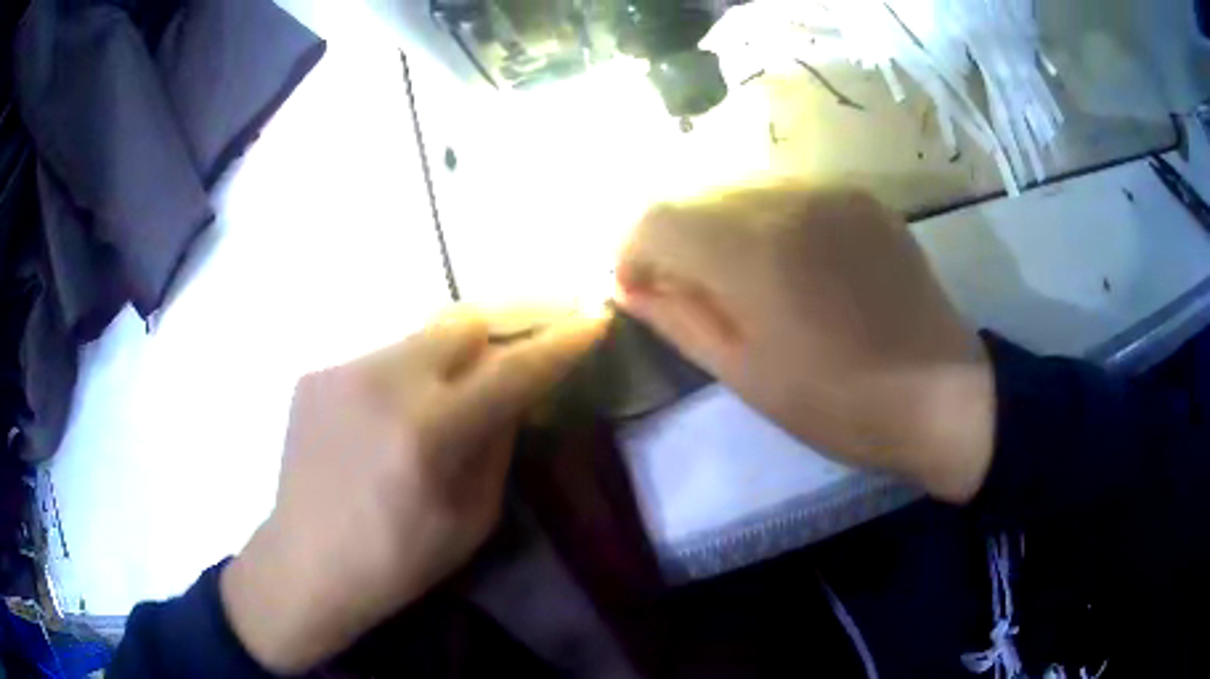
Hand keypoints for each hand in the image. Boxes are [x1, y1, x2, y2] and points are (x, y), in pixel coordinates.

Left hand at [220, 306, 606, 673]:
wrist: (306, 563)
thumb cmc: (398, 560)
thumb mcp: (472, 518)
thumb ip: (499, 444)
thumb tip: (516, 393)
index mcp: (430, 431)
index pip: (514, 369)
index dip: (561, 343)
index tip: (592, 320)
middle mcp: (384, 382)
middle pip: (464, 320)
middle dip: (501, 332)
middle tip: (511, 360)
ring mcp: (342, 371)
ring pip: (418, 338)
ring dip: (446, 361)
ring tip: (440, 403)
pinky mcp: (315, 374)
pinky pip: (378, 360)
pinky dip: (401, 380)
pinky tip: (385, 422)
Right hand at [615, 184, 994, 502]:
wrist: (943, 392)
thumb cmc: (838, 403)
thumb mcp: (744, 374)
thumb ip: (677, 318)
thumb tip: (629, 287)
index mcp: (754, 250)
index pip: (657, 217)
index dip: (633, 251)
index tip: (640, 290)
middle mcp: (788, 198)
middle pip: (695, 194)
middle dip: (674, 239)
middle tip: (686, 290)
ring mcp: (830, 190)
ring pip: (740, 188)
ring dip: (719, 227)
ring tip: (741, 280)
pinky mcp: (860, 197)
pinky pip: (787, 194)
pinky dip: (765, 221)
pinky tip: (790, 265)